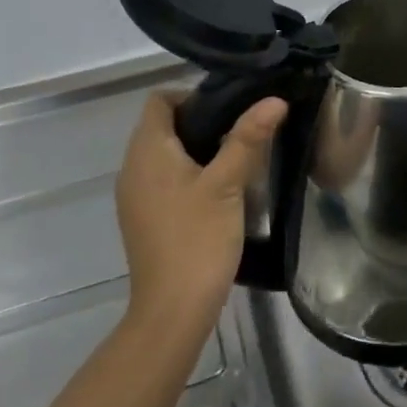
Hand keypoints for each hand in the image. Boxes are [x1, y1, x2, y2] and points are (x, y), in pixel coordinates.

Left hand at [115, 91, 285, 336]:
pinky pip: (164, 179)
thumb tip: (274, 99)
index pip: (160, 100)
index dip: (193, 95)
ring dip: (196, 149)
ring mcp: (135, 195)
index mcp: (147, 150)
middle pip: (163, 125)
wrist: (172, 311)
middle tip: (242, 130)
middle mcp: (132, 167)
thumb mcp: (228, 184)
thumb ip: (248, 137)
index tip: (230, 108)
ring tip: (236, 157)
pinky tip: (218, 190)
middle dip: (201, 121)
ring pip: (165, 153)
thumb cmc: (198, 239)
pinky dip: (187, 173)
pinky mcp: (144, 217)